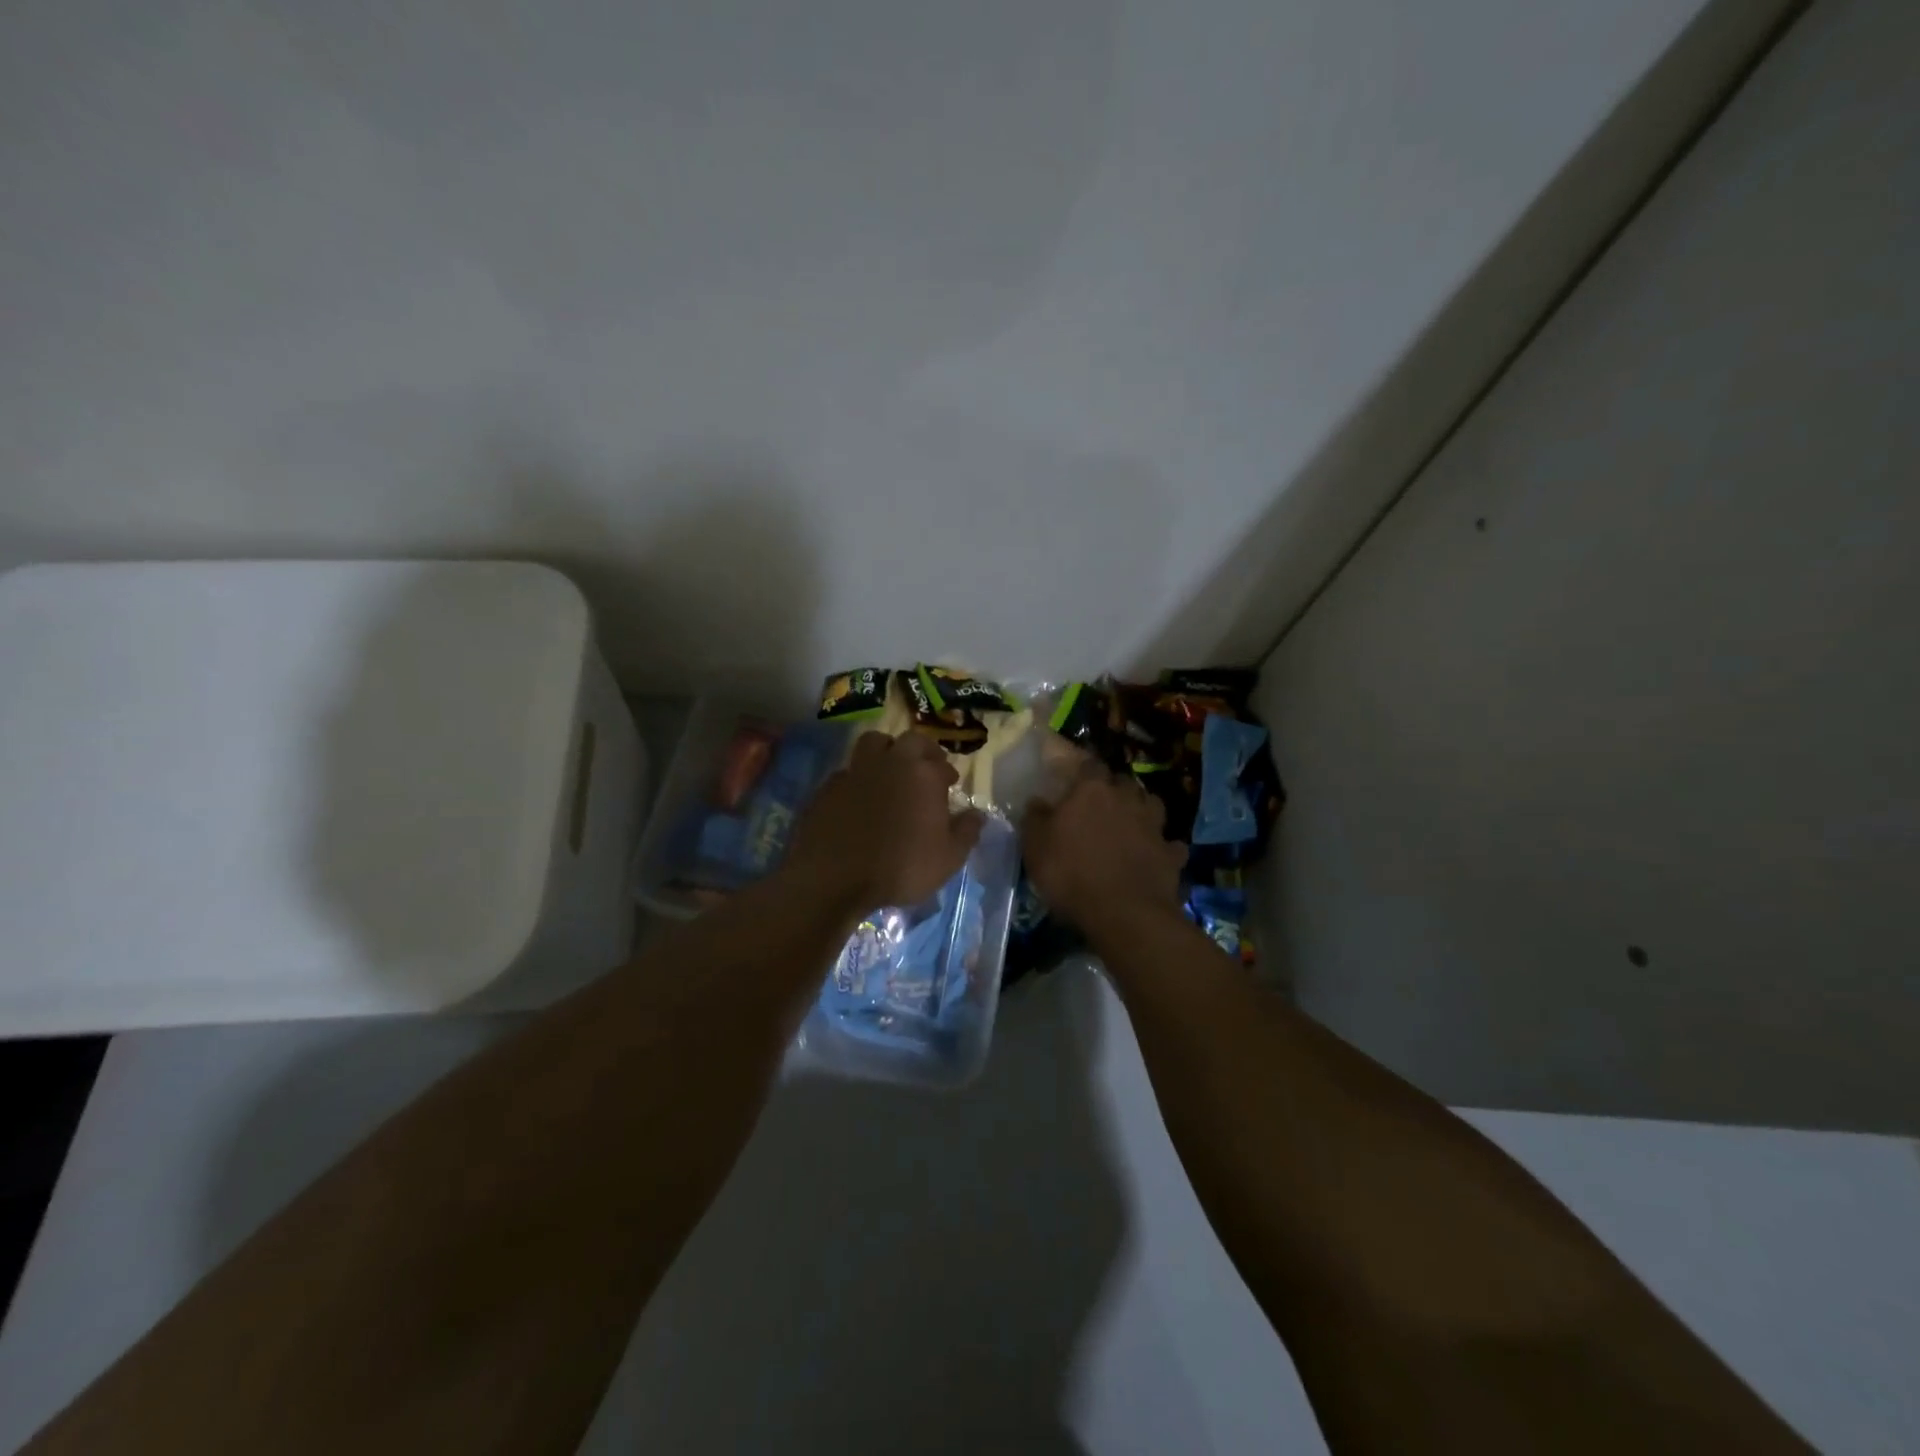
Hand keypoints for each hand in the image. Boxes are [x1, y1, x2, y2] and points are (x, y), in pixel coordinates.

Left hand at [784, 731, 984, 910]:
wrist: (833, 878)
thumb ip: (966, 832)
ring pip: (874, 742)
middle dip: (922, 750)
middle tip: (926, 767)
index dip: (947, 772)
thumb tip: (977, 814)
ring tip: (890, 770)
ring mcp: (857, 770)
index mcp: (924, 775)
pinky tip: (860, 795)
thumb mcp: (948, 859)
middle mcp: (891, 762)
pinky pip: (849, 770)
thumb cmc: (900, 868)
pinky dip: (859, 776)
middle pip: (911, 740)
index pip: (942, 763)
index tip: (949, 784)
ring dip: (887, 750)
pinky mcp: (829, 785)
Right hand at [1023, 757, 1186, 935]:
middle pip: (1124, 782)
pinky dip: (1163, 848)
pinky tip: (1155, 856)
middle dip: (1115, 789)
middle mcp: (1127, 799)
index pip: (1090, 764)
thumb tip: (1036, 801)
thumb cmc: (1071, 873)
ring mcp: (1154, 826)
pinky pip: (1170, 844)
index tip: (1075, 780)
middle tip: (1101, 804)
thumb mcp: (1035, 847)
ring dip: (1143, 811)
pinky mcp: (1172, 854)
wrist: (1123, 913)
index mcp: (1092, 790)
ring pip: (1153, 805)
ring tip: (1131, 823)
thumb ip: (1035, 818)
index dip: (1083, 771)